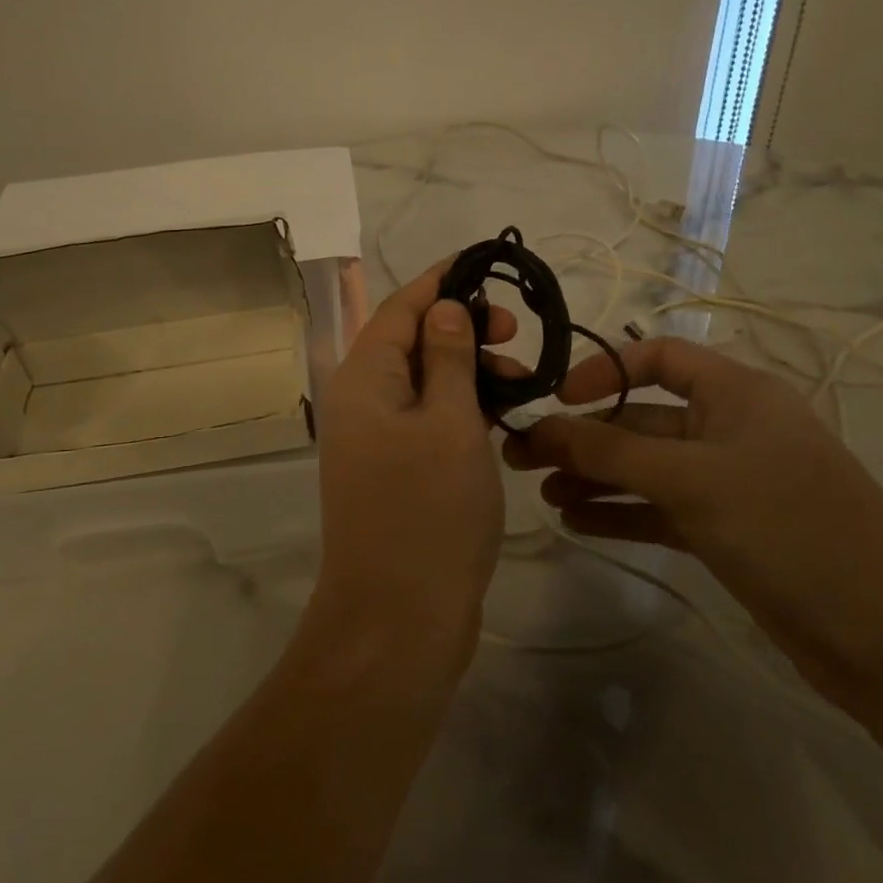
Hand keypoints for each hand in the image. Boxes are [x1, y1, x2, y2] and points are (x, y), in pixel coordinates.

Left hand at [309, 261, 516, 682]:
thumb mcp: (450, 423)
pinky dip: (462, 409)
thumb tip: (444, 308)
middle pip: (411, 342)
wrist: (398, 619)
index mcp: (364, 379)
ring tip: (521, 381)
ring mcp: (376, 440)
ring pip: (424, 382)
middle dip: (463, 328)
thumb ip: (449, 358)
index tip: (485, 263)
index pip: (400, 308)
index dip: (441, 281)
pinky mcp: (395, 472)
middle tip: (516, 335)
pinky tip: (502, 416)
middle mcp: (361, 401)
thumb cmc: (429, 512)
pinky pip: (428, 420)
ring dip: (469, 370)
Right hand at [505, 338, 882, 704]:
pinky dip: (620, 513)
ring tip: (543, 493)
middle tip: (522, 457)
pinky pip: (660, 510)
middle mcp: (731, 429)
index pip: (659, 358)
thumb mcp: (692, 479)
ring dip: (595, 477)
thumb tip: (542, 427)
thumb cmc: (790, 528)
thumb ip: (610, 452)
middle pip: (642, 420)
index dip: (605, 370)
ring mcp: (729, 483)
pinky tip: (576, 522)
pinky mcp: (727, 531)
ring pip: (646, 469)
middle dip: (584, 436)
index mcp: (737, 393)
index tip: (557, 398)